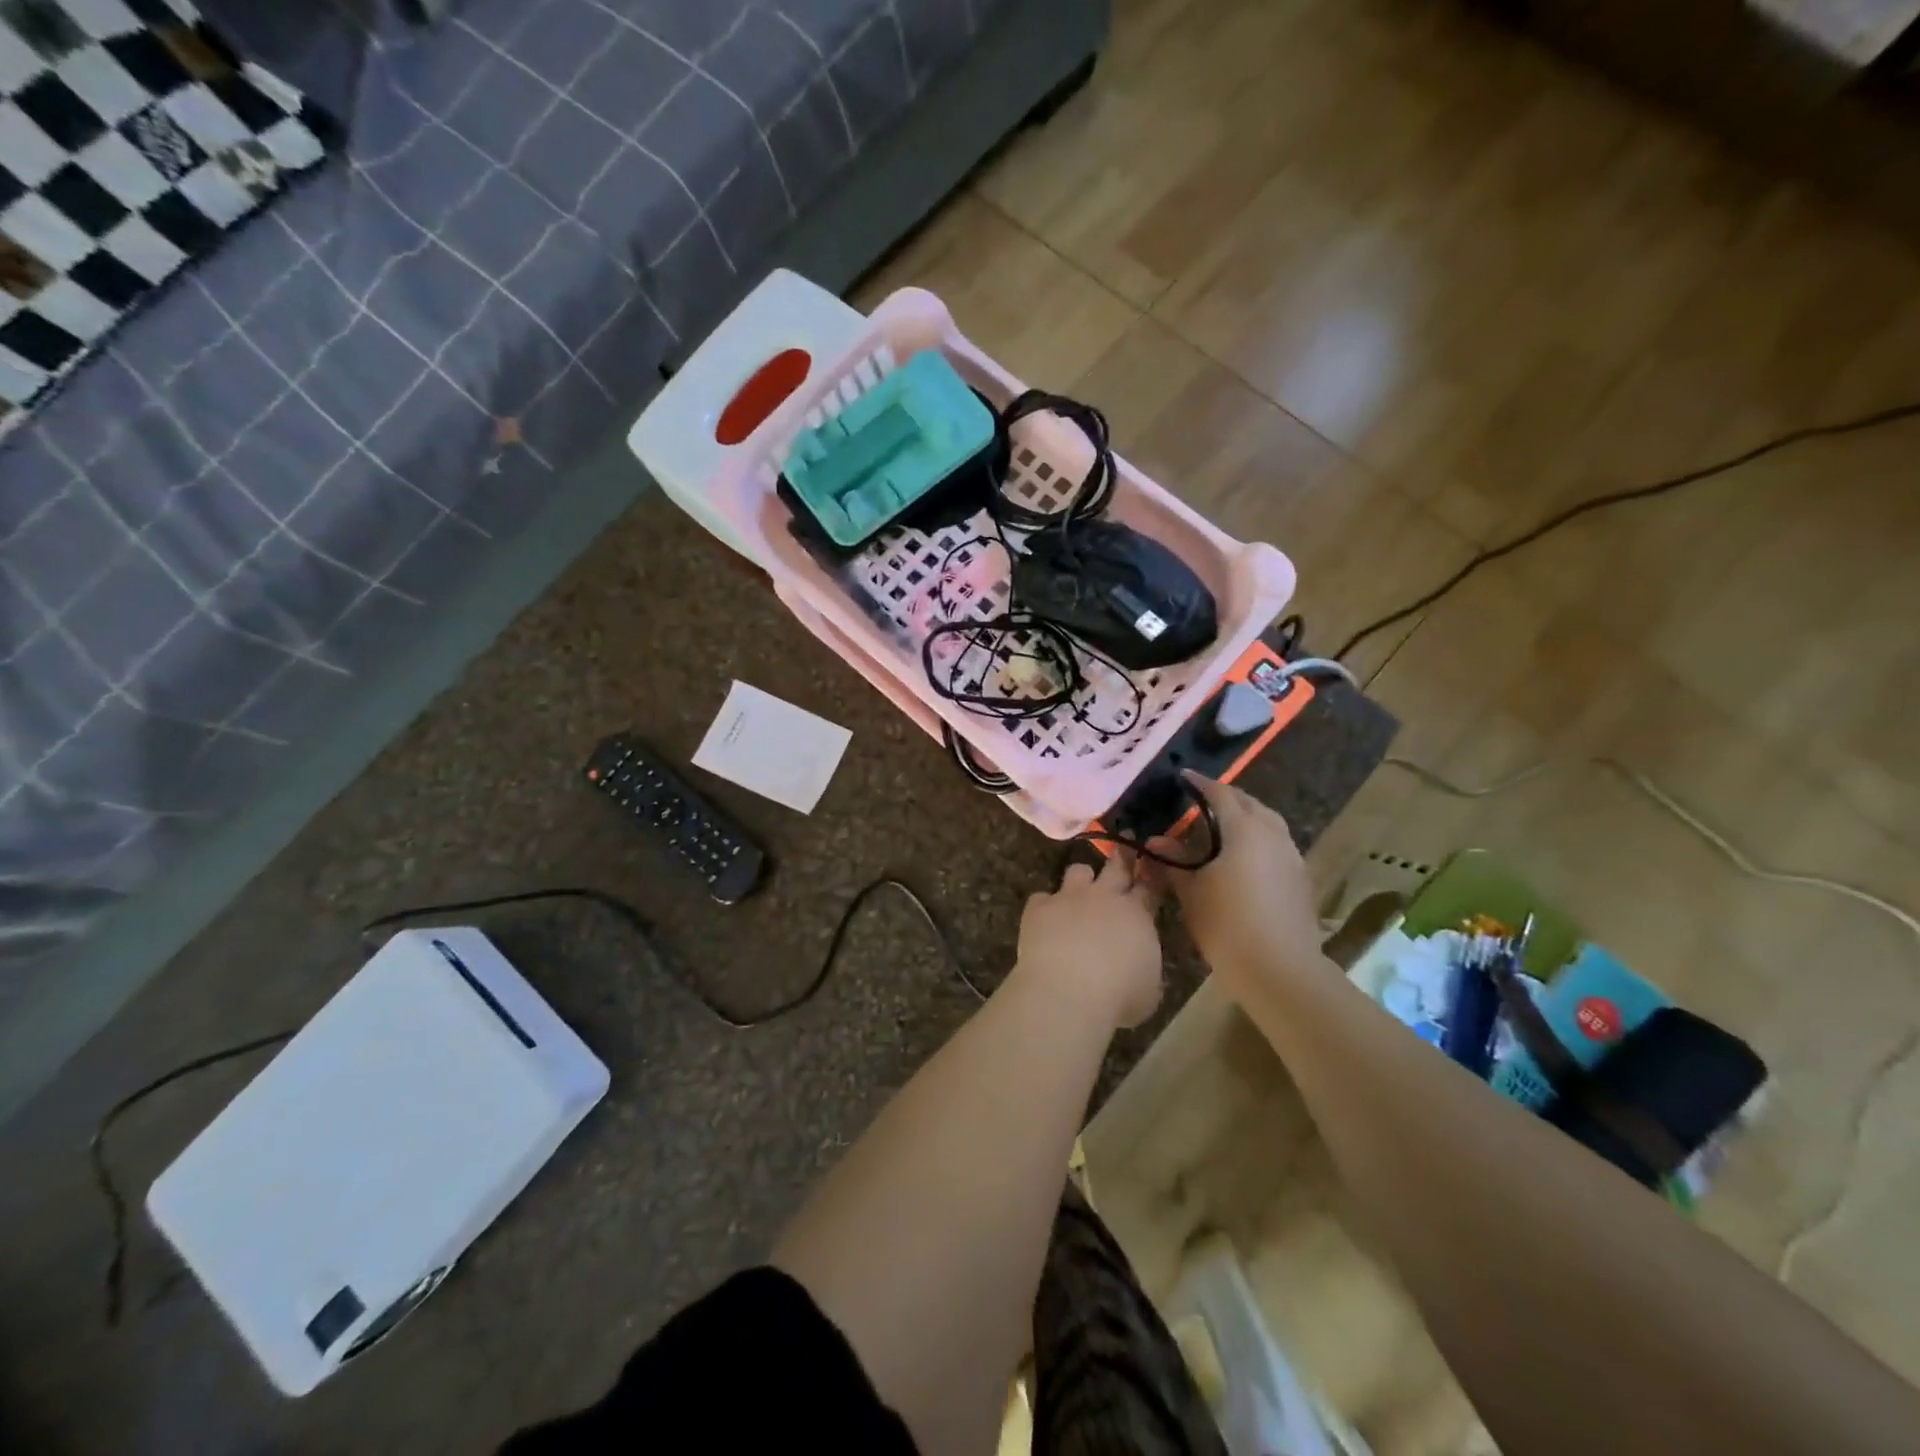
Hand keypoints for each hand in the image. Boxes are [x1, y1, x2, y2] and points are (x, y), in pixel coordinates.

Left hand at [1013, 854, 1164, 1028]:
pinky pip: (1041, 897)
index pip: (1149, 886)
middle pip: (1117, 866)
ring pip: (1078, 871)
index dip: (1150, 874)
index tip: (1151, 864)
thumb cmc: (1118, 997)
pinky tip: (1044, 919)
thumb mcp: (1148, 988)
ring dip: (1082, 877)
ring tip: (1080, 886)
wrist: (1069, 992)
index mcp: (1137, 915)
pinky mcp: (1039, 907)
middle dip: (1123, 855)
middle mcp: (1105, 897)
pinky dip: (1045, 906)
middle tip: (1125, 845)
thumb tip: (1138, 963)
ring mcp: (1070, 897)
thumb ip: (1144, 965)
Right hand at [1152, 773, 1323, 977]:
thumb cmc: (1226, 924)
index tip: (1183, 776)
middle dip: (1226, 797)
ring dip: (1246, 818)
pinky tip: (1244, 858)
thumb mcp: (1190, 891)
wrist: (1280, 969)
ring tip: (1223, 827)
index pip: (1221, 793)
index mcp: (1244, 830)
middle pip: (1250, 804)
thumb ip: (1173, 860)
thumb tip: (1156, 840)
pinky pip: (1277, 845)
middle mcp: (1272, 834)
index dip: (1200, 783)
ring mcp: (1291, 857)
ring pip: (1268, 823)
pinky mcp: (1300, 879)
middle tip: (1202, 800)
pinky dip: (1258, 840)